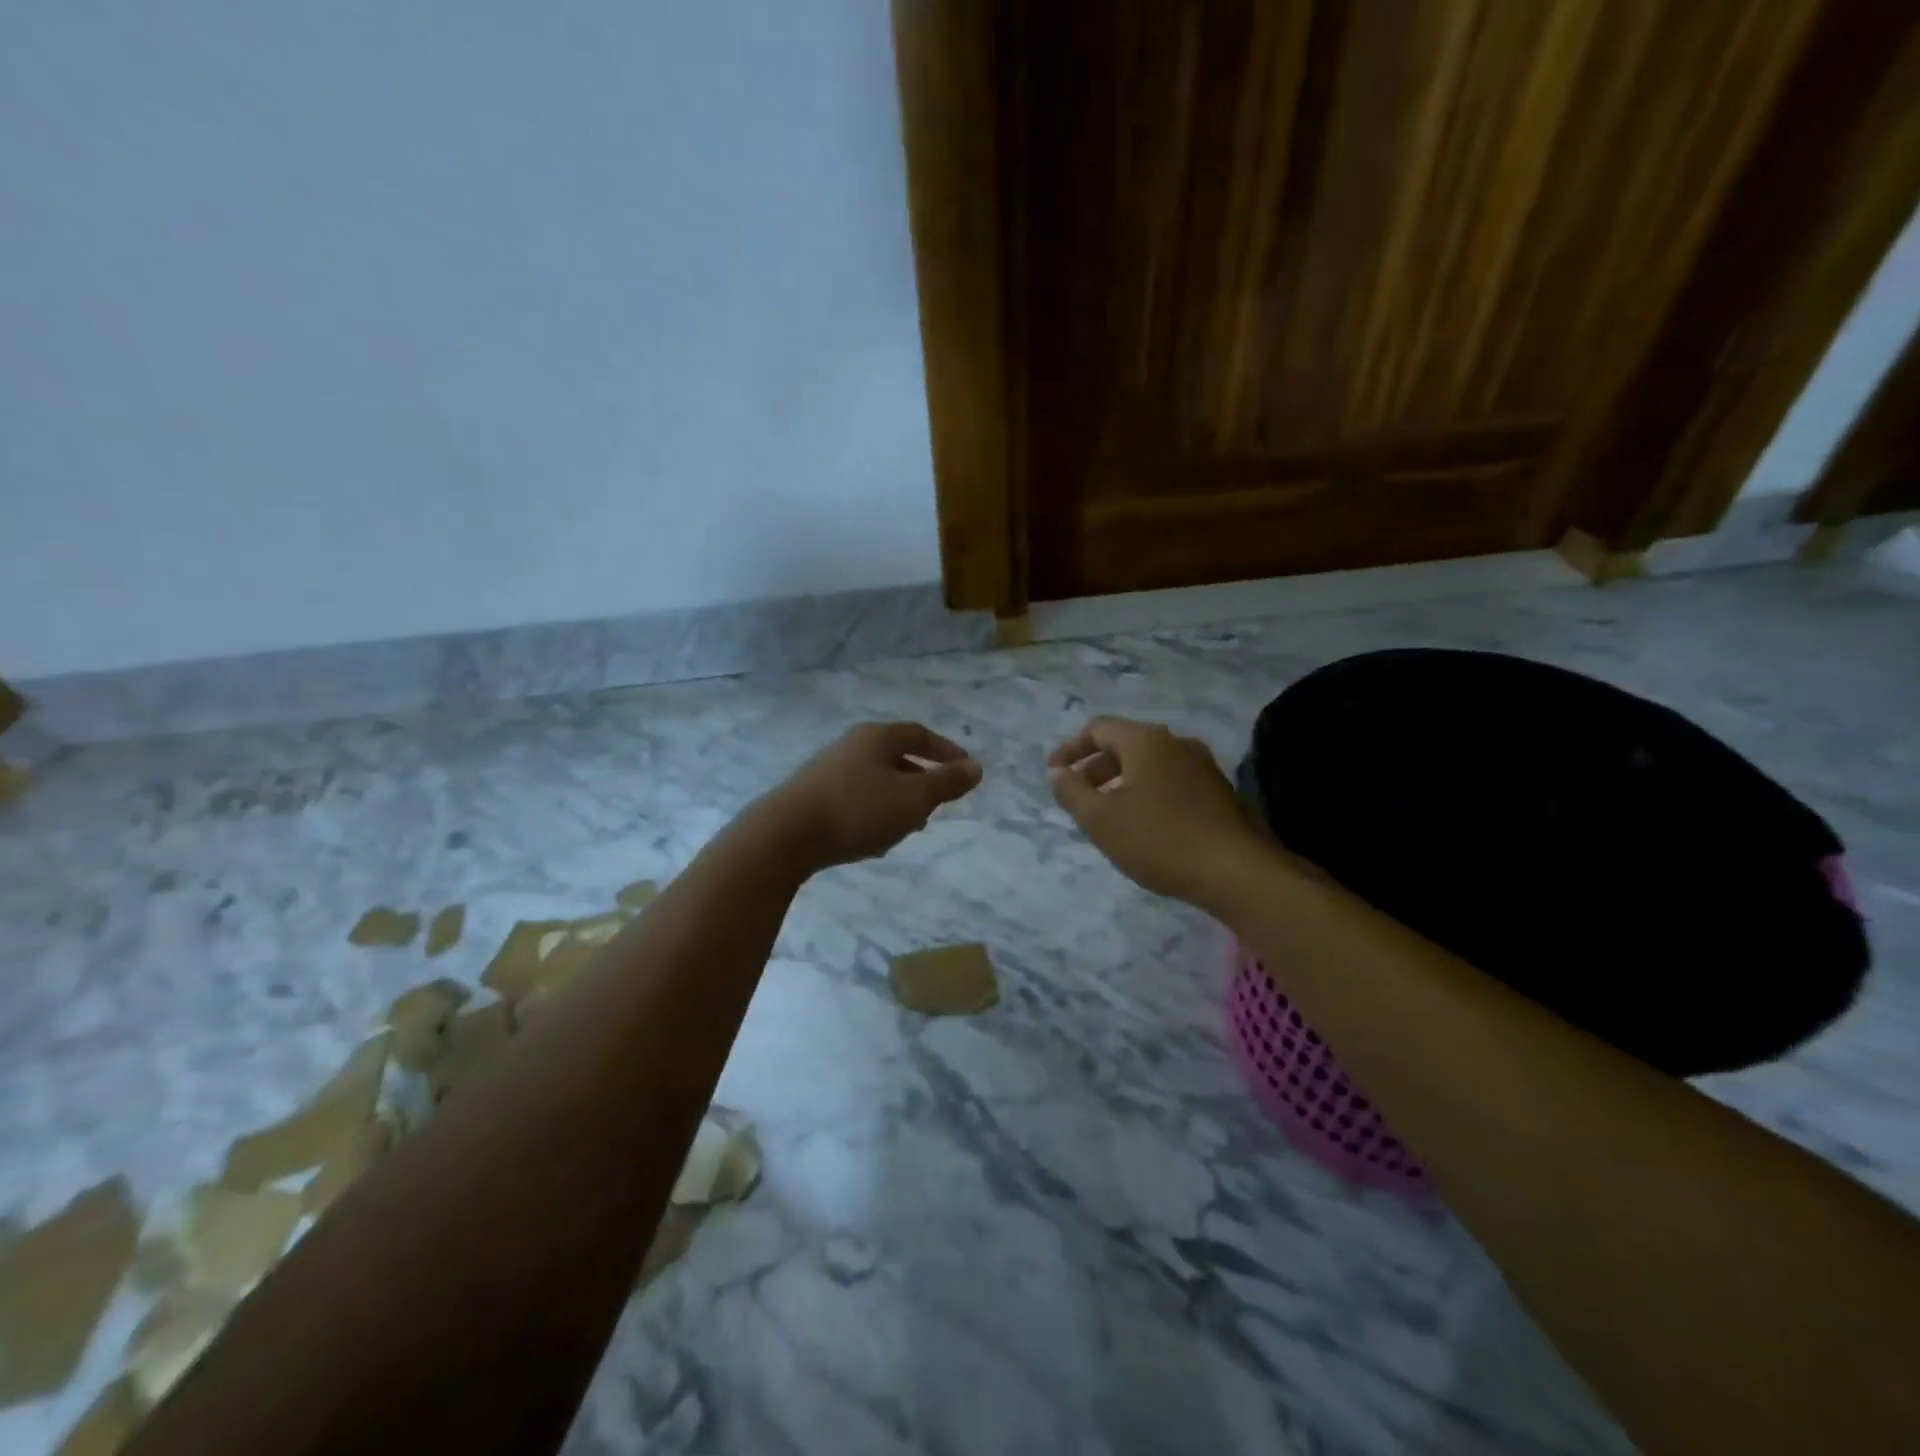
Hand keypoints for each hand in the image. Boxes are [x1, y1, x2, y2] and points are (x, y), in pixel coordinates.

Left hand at [757, 721, 982, 871]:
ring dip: (897, 801)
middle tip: (938, 803)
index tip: (965, 769)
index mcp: (876, 737)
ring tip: (909, 827)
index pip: (919, 734)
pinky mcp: (810, 796)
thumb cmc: (858, 810)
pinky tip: (873, 840)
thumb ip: (947, 783)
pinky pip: (854, 800)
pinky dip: (873, 813)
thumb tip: (976, 767)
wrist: (784, 835)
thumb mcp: (913, 798)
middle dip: (920, 780)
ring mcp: (826, 770)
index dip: (945, 751)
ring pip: (875, 781)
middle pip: (895, 757)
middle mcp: (850, 746)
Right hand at [1048, 716, 1265, 907]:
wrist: (1237, 872)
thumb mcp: (1100, 819)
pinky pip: (1171, 781)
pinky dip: (1147, 793)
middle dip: (1096, 768)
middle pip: (1125, 744)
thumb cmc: (1159, 839)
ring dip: (1122, 783)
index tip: (1054, 773)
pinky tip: (1144, 827)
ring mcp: (1202, 766)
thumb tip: (1057, 772)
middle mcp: (1177, 743)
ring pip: (1150, 765)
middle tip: (1078, 797)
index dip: (1070, 749)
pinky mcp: (1219, 792)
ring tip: (1107, 815)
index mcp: (1146, 741)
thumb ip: (1071, 791)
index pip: (1098, 728)